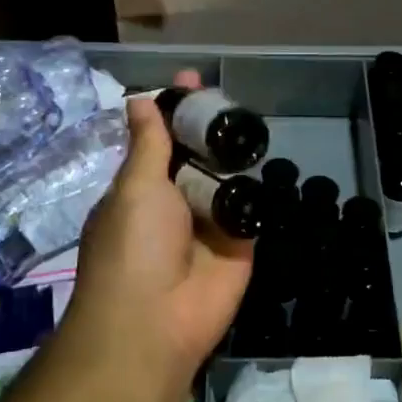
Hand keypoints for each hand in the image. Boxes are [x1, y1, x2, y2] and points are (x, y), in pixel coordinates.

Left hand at [61, 71, 253, 375]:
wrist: (156, 321)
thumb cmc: (133, 246)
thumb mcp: (135, 186)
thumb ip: (147, 144)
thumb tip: (140, 99)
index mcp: (142, 189)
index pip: (161, 140)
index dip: (175, 111)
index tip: (191, 81)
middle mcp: (176, 202)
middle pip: (198, 156)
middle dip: (210, 128)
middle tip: (231, 99)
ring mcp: (209, 223)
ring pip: (227, 178)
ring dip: (235, 155)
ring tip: (251, 122)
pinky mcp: (240, 243)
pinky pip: (251, 207)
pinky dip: (256, 188)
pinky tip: (267, 157)